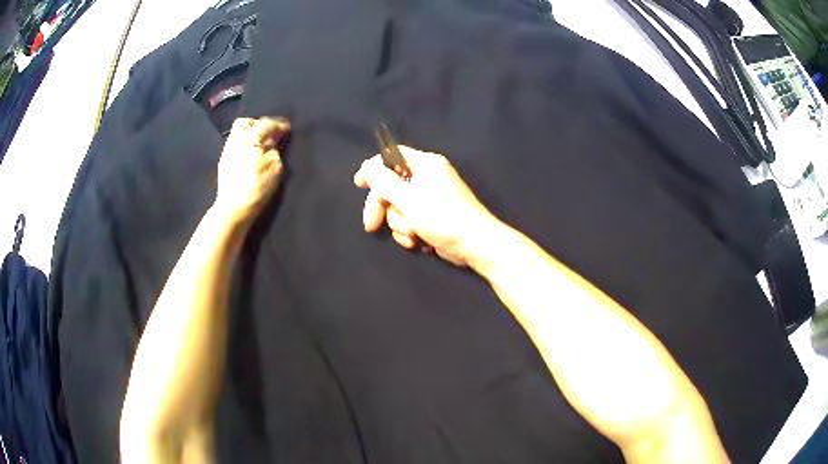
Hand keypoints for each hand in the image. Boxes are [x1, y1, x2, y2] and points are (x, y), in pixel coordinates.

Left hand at [215, 117, 290, 224]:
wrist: (234, 208)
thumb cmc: (256, 187)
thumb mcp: (274, 167)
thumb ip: (275, 150)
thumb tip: (273, 142)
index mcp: (249, 138)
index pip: (266, 124)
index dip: (279, 125)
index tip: (288, 128)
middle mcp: (236, 140)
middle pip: (246, 123)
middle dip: (259, 124)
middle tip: (270, 133)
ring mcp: (227, 151)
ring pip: (239, 133)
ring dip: (251, 134)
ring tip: (262, 144)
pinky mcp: (224, 162)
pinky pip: (236, 144)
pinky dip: (245, 144)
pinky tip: (252, 154)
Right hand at [354, 146, 497, 265]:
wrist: (474, 244)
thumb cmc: (441, 216)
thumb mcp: (407, 198)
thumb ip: (384, 181)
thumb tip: (368, 166)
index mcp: (425, 164)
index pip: (392, 156)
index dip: (373, 168)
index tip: (358, 183)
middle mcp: (428, 177)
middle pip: (392, 185)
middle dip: (382, 207)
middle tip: (371, 225)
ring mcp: (431, 197)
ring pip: (399, 206)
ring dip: (399, 224)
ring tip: (411, 235)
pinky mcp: (433, 216)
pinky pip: (410, 219)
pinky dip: (409, 231)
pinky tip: (416, 243)